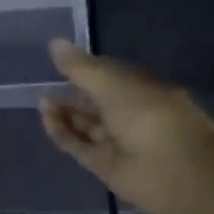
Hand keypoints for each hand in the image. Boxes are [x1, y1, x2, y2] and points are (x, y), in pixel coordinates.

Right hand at [40, 41, 213, 212]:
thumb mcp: (111, 83)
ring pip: (86, 125)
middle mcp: (133, 116)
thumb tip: (54, 42)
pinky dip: (62, 133)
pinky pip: (78, 145)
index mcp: (144, 91)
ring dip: (65, 113)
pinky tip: (46, 118)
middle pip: (98, 103)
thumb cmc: (147, 116)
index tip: (64, 64)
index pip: (113, 78)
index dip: (89, 71)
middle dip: (73, 94)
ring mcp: (119, 142)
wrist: (172, 170)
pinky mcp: (104, 165)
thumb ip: (80, 67)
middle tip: (46, 85)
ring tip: (42, 100)